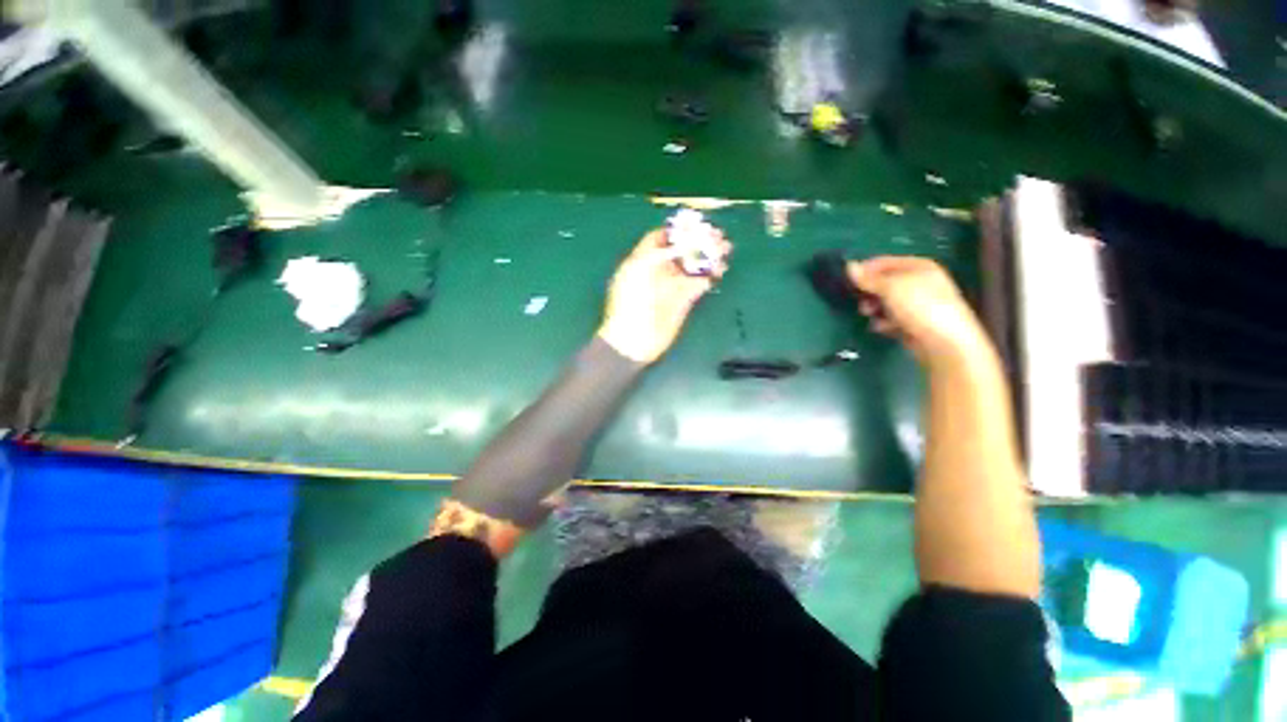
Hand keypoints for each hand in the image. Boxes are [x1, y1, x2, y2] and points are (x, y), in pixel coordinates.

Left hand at [598, 229, 730, 363]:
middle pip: (681, 249)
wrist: (635, 339)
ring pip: (693, 264)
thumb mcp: (638, 271)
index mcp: (643, 260)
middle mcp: (659, 270)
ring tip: (725, 248)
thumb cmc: (631, 303)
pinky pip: (700, 282)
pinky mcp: (684, 300)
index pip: (660, 239)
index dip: (676, 231)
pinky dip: (711, 274)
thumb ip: (658, 254)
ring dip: (709, 255)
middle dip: (698, 240)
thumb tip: (679, 243)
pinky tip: (720, 269)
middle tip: (717, 234)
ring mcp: (672, 285)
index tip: (694, 225)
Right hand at [847, 256, 989, 365]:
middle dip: (870, 293)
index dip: (866, 271)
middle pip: (884, 283)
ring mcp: (918, 303)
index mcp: (918, 266)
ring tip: (871, 316)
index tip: (849, 282)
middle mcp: (919, 282)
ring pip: (886, 302)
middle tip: (861, 302)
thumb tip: (849, 266)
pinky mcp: (914, 322)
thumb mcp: (891, 288)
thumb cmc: (920, 307)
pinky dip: (884, 322)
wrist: (944, 342)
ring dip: (875, 308)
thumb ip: (868, 279)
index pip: (884, 262)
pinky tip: (883, 328)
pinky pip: (892, 318)